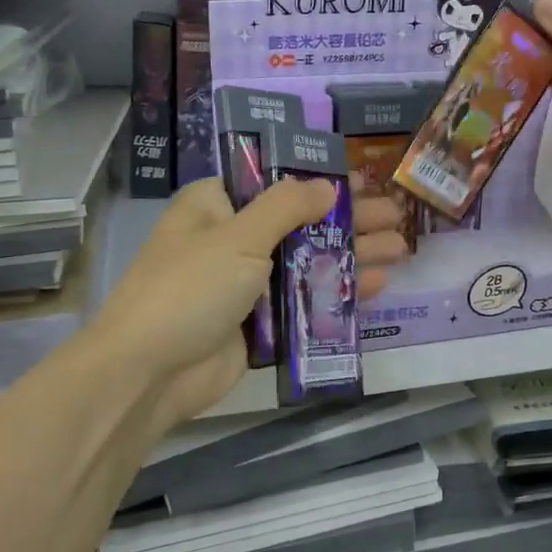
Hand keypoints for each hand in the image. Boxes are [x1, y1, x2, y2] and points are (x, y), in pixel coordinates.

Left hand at [94, 177, 409, 436]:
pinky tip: (378, 284)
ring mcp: (247, 284)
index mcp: (217, 207)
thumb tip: (327, 185)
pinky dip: (339, 291)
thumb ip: (287, 207)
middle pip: (301, 222)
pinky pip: (306, 300)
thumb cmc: (189, 288)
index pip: (274, 182)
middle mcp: (233, 240)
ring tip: (402, 248)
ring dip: (353, 254)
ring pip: (309, 261)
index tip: (361, 179)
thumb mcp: (239, 237)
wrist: (150, 373)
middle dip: (348, 218)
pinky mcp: (261, 323)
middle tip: (396, 215)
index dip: (318, 178)